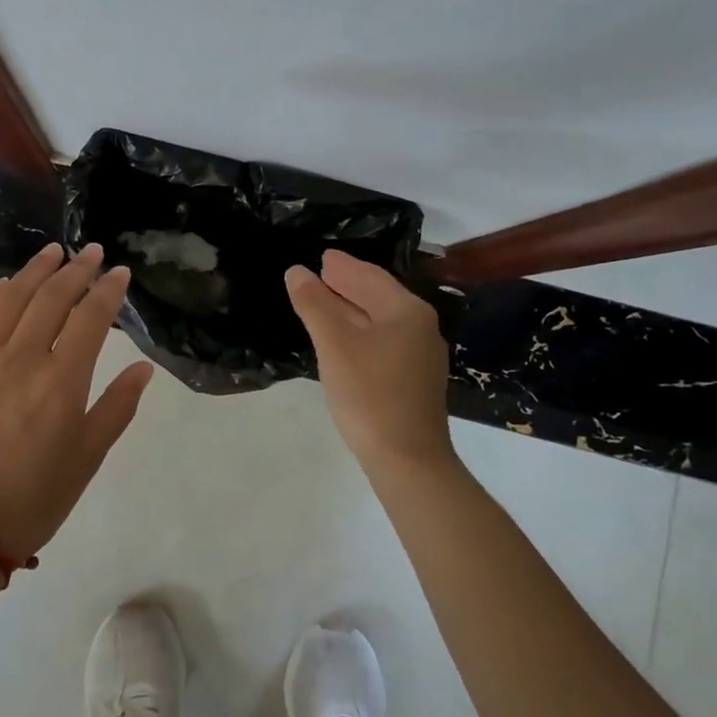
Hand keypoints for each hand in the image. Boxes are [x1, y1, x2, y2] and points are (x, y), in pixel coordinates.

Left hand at [0, 242, 153, 560]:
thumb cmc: (34, 500)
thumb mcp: (87, 458)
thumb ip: (116, 407)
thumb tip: (142, 368)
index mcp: (61, 382)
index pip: (91, 318)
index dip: (108, 291)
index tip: (120, 273)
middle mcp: (22, 360)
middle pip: (51, 298)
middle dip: (76, 270)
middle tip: (92, 252)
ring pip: (11, 300)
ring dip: (35, 271)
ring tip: (53, 252)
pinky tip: (4, 286)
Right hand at [286, 250, 453, 470]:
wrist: (408, 460)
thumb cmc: (370, 394)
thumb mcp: (335, 345)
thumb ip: (315, 304)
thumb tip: (296, 271)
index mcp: (407, 312)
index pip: (370, 276)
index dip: (343, 266)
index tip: (322, 256)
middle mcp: (420, 327)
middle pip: (378, 296)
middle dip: (348, 284)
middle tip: (320, 272)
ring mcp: (420, 356)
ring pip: (380, 320)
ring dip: (351, 308)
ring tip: (324, 300)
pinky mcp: (413, 380)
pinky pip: (383, 341)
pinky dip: (360, 330)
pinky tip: (342, 337)